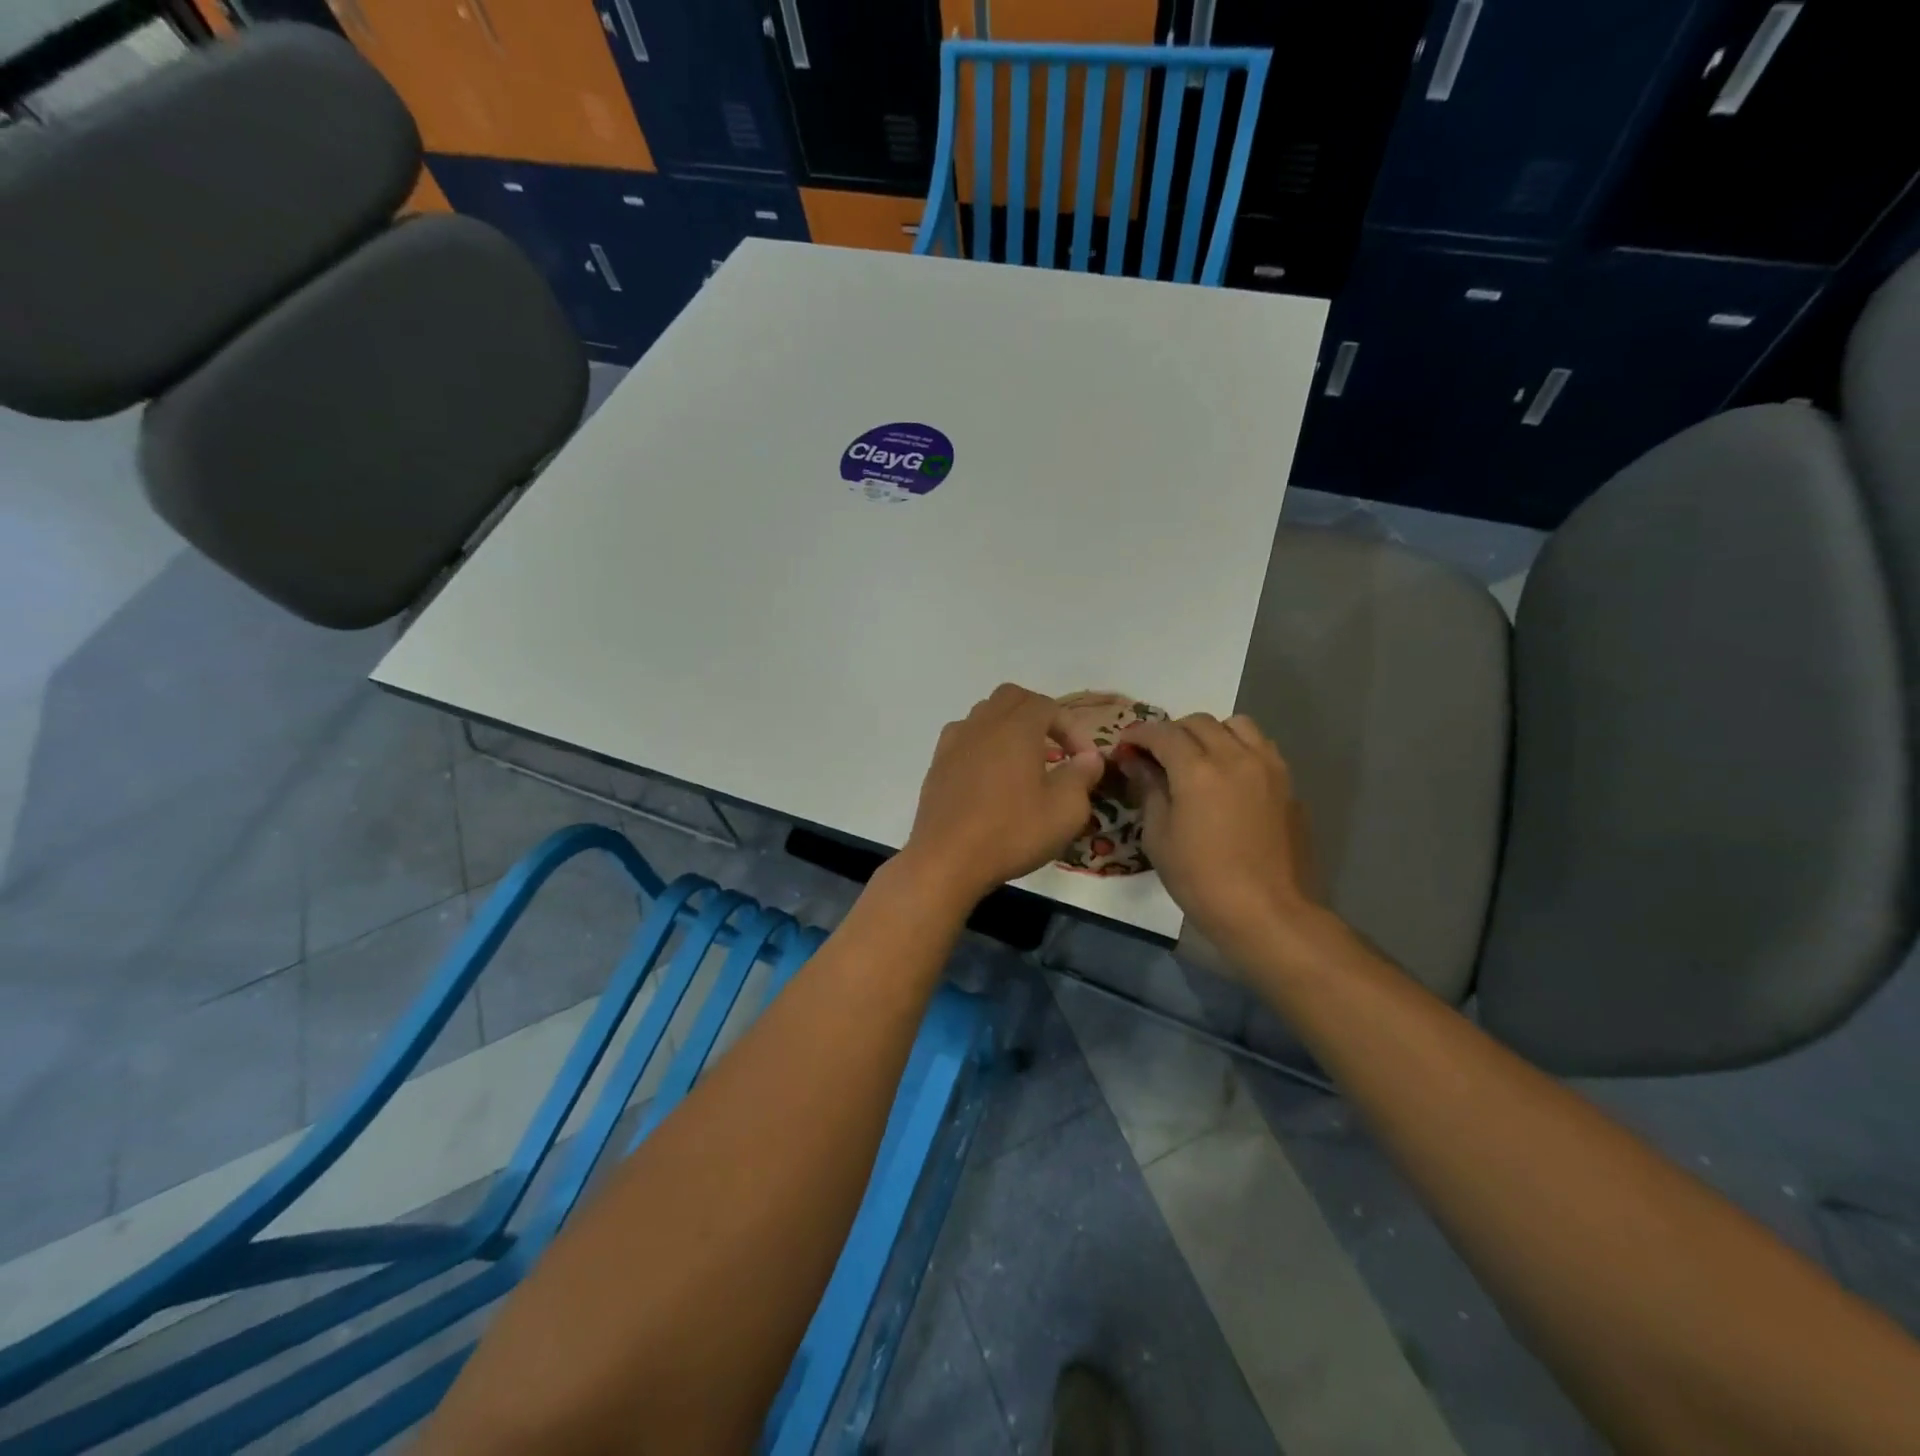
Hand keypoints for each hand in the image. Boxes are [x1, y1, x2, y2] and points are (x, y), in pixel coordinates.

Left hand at [903, 684, 1105, 904]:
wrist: (946, 859)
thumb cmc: (1011, 832)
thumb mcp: (1065, 811)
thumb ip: (1082, 776)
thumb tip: (1089, 757)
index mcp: (1016, 728)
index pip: (1049, 706)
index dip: (1072, 729)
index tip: (1084, 761)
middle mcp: (982, 724)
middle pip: (1012, 698)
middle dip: (1039, 715)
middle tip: (1055, 747)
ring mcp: (954, 742)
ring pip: (985, 714)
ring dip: (1009, 727)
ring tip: (1024, 760)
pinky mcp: (937, 764)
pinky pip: (964, 737)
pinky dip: (984, 745)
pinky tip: (991, 776)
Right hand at [1115, 713, 1324, 960]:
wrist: (1268, 912)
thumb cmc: (1201, 880)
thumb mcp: (1159, 838)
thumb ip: (1149, 790)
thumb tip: (1138, 763)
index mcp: (1198, 770)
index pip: (1163, 733)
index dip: (1139, 734)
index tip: (1126, 745)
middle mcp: (1236, 756)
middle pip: (1199, 722)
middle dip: (1172, 732)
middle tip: (1156, 754)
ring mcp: (1268, 767)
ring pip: (1237, 725)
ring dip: (1211, 733)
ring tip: (1198, 757)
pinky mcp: (1288, 784)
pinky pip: (1261, 748)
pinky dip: (1238, 748)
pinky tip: (1229, 777)